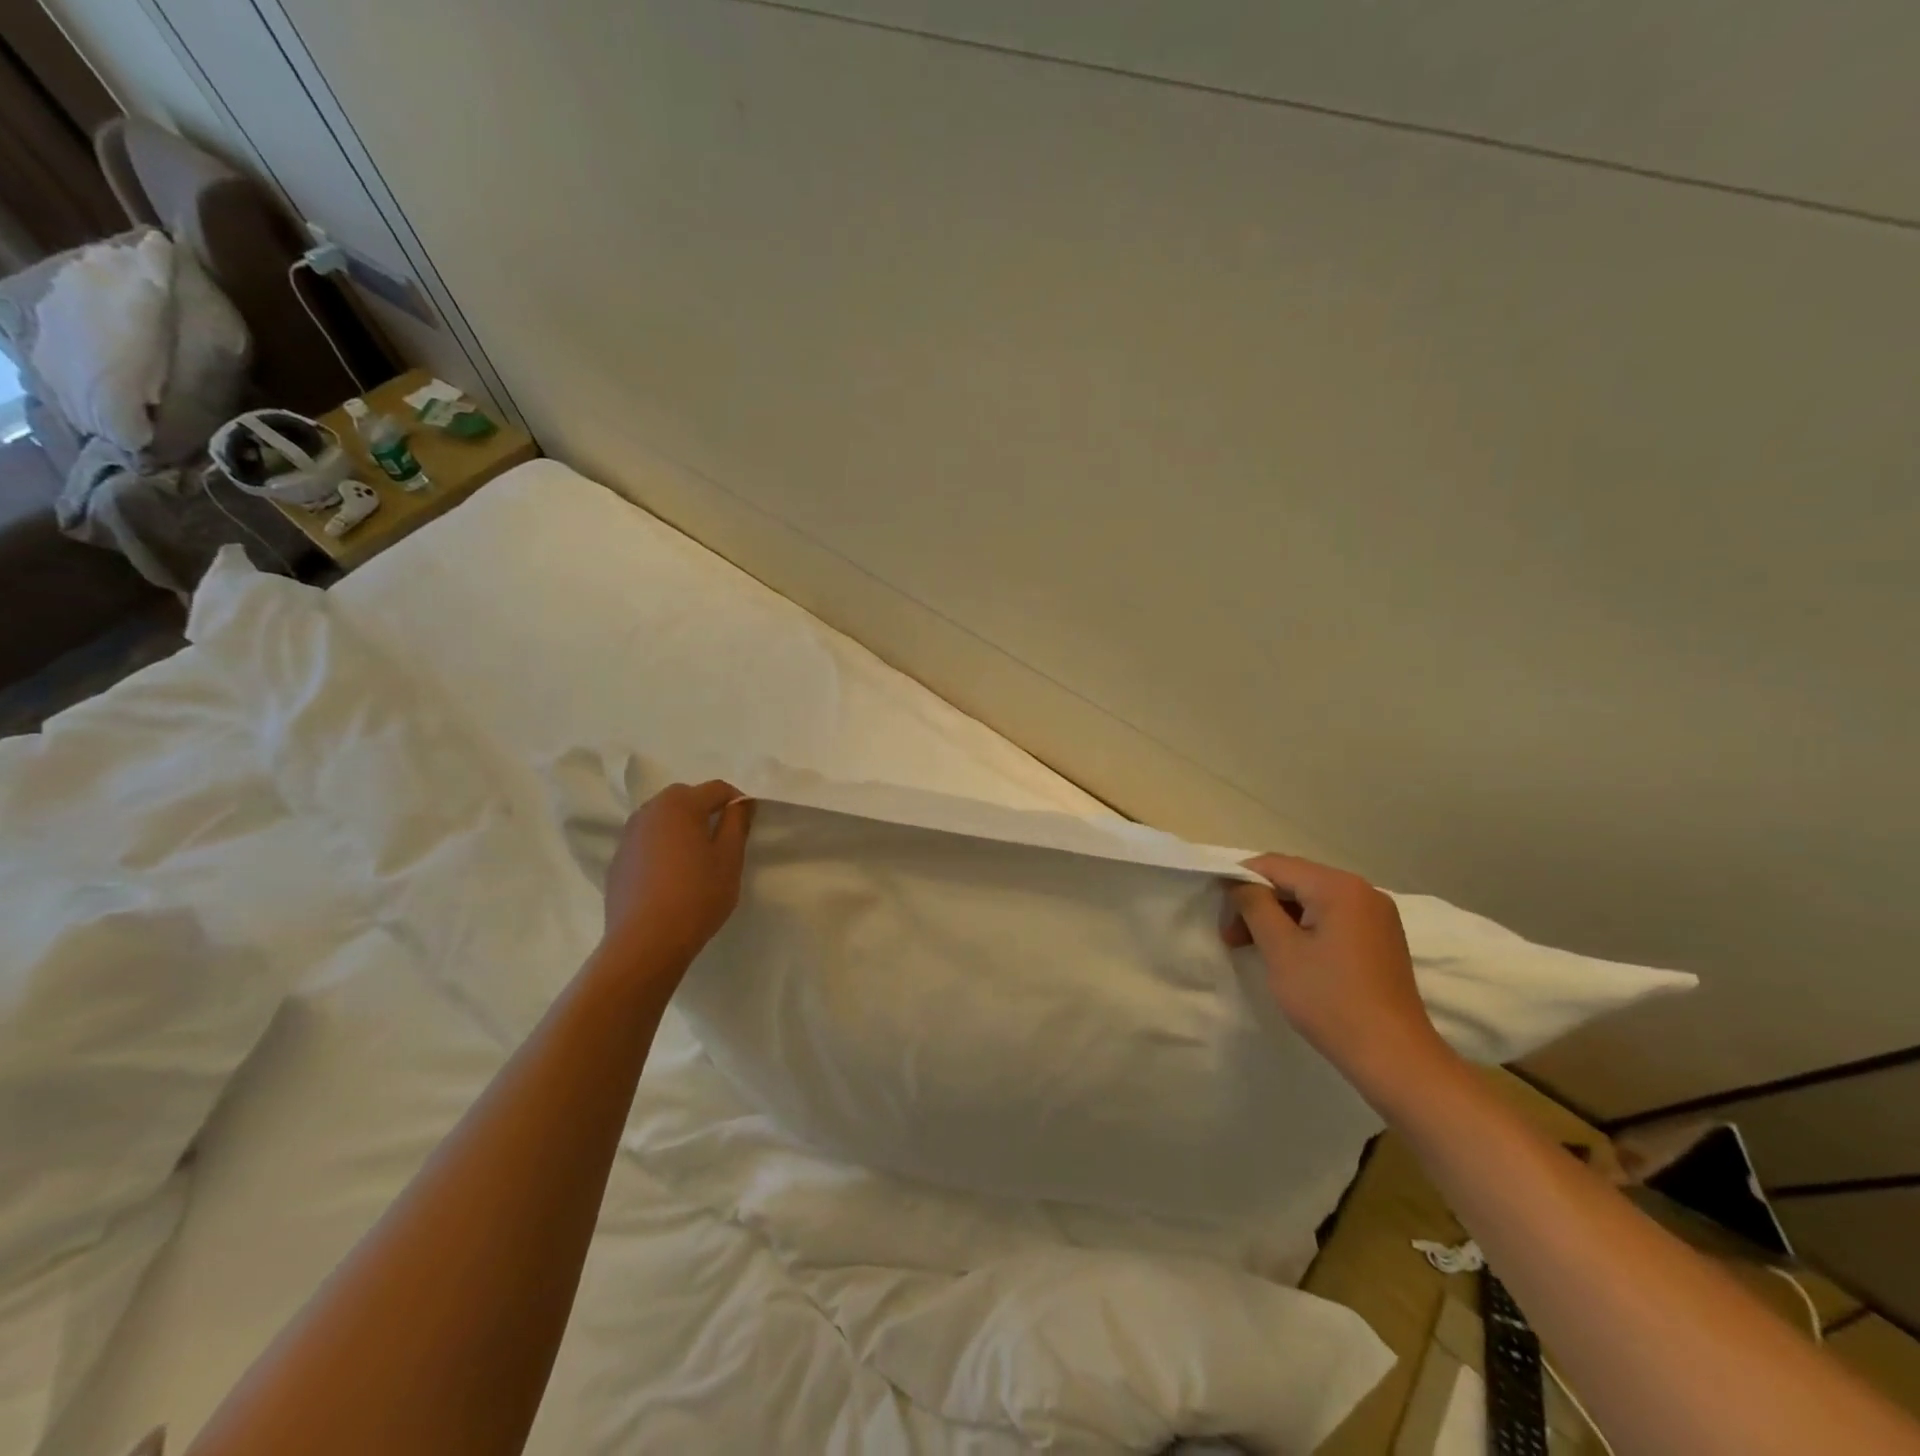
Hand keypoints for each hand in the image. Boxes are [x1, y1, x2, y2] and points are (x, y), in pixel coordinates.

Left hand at [602, 781, 754, 974]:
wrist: (645, 942)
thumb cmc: (696, 896)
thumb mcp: (730, 859)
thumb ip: (737, 823)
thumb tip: (740, 803)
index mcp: (680, 805)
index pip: (717, 789)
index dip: (737, 802)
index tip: (747, 826)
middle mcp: (650, 811)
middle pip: (685, 797)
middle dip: (706, 810)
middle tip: (722, 840)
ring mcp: (628, 835)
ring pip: (663, 818)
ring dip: (682, 827)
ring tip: (696, 857)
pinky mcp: (618, 860)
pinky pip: (647, 840)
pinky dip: (662, 846)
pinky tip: (671, 876)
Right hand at [1221, 853, 1451, 1096]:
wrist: (1394, 1057)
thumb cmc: (1330, 999)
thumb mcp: (1281, 949)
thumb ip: (1254, 906)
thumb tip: (1239, 883)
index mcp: (1339, 886)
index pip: (1275, 865)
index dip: (1239, 880)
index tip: (1218, 909)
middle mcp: (1363, 891)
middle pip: (1294, 880)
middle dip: (1258, 902)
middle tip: (1231, 936)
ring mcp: (1376, 915)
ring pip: (1312, 900)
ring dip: (1278, 917)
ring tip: (1254, 947)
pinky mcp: (1381, 939)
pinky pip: (1332, 918)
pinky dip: (1304, 928)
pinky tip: (1289, 955)